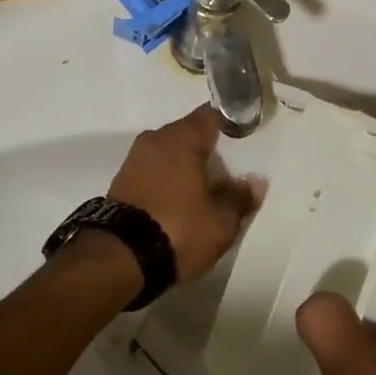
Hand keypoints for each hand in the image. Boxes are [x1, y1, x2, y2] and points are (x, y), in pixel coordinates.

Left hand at [108, 105, 258, 282]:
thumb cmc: (178, 230)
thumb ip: (239, 198)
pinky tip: (180, 200)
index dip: (230, 122)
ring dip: (185, 166)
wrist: (120, 258)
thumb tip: (255, 182)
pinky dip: (167, 179)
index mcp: (181, 139)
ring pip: (168, 153)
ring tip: (205, 188)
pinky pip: (153, 171)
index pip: (211, 115)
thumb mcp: (221, 221)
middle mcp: (155, 140)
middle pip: (187, 134)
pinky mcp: (120, 182)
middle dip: (207, 148)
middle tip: (228, 169)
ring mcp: (134, 160)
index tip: (244, 136)